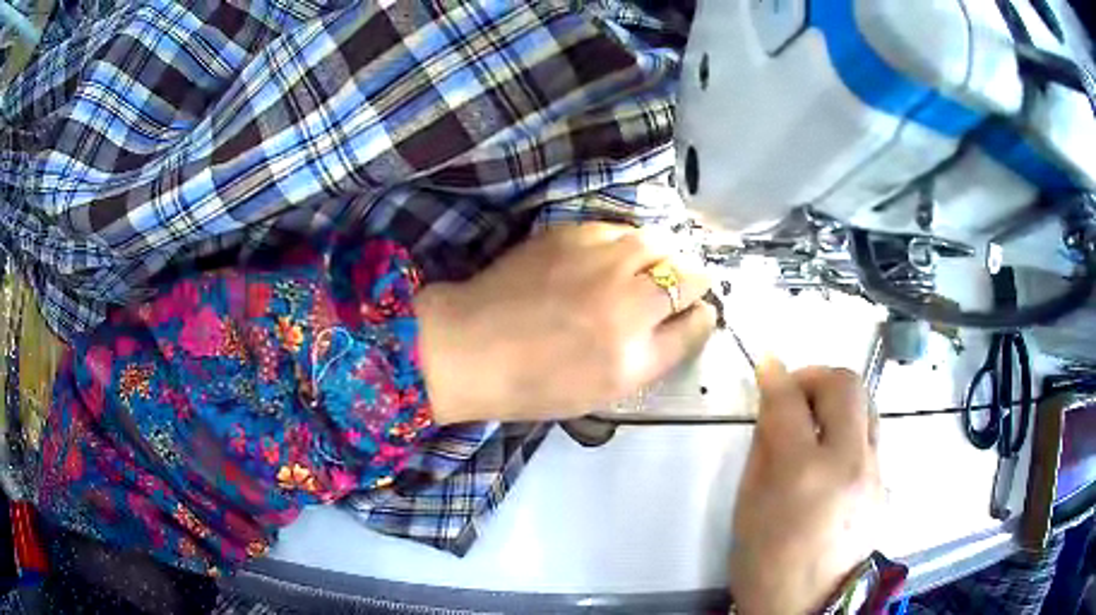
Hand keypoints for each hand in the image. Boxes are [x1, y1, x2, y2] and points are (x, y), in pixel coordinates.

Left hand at [414, 223, 715, 423]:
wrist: (472, 346)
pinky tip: (611, 256)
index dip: (702, 314)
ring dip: (663, 254)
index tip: (697, 313)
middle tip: (675, 289)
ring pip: (657, 242)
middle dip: (690, 279)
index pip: (696, 319)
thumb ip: (659, 353)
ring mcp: (598, 260)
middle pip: (686, 273)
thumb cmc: (538, 382)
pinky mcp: (569, 234)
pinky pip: (618, 229)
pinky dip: (626, 241)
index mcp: (635, 350)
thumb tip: (695, 317)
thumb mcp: (608, 388)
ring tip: (647, 269)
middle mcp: (625, 299)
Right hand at [730, 360, 881, 614]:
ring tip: (815, 420)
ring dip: (838, 398)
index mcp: (803, 473)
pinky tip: (831, 456)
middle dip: (816, 374)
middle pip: (846, 384)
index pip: (791, 401)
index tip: (766, 367)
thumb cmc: (765, 562)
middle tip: (795, 390)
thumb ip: (765, 446)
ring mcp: (875, 472)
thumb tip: (773, 404)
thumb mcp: (749, 504)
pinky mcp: (885, 483)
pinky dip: (849, 429)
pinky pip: (871, 436)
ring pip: (867, 403)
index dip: (775, 376)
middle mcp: (849, 462)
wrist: (808, 605)